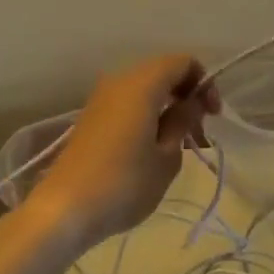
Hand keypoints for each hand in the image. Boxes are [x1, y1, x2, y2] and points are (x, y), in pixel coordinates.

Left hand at [25, 53, 218, 250]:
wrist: (62, 211)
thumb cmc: (123, 183)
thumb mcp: (167, 157)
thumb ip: (182, 121)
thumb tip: (189, 103)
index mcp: (143, 83)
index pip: (184, 62)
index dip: (204, 82)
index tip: (212, 116)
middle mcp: (121, 80)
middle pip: (164, 71)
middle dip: (186, 95)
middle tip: (198, 132)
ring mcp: (102, 97)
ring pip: (145, 88)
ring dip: (167, 107)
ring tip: (178, 144)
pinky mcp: (91, 117)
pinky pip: (128, 102)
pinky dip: (147, 114)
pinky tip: (152, 148)